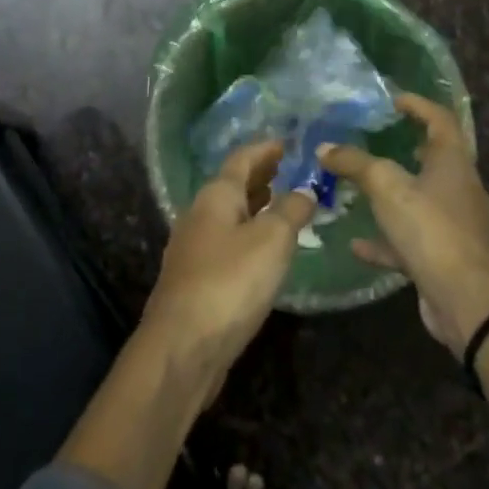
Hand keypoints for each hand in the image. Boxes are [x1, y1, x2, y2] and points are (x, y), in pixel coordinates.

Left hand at [141, 141, 315, 393]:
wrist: (183, 346)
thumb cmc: (230, 282)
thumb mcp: (271, 241)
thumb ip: (291, 212)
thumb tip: (305, 191)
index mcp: (215, 197)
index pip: (241, 160)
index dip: (264, 149)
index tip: (286, 143)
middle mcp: (199, 215)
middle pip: (231, 186)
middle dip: (259, 176)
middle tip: (286, 169)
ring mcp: (194, 249)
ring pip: (228, 215)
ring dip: (254, 205)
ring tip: (280, 203)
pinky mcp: (196, 279)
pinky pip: (227, 242)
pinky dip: (247, 233)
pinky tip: (263, 249)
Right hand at [320, 93, 488, 355]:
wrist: (469, 301)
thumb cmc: (432, 229)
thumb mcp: (387, 187)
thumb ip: (355, 164)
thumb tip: (325, 147)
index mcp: (453, 163)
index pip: (441, 120)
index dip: (419, 105)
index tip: (393, 99)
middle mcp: (459, 189)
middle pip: (434, 160)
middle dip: (405, 149)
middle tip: (374, 140)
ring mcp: (454, 226)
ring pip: (419, 201)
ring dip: (391, 195)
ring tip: (359, 189)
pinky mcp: (444, 258)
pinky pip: (411, 240)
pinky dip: (385, 239)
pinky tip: (356, 243)